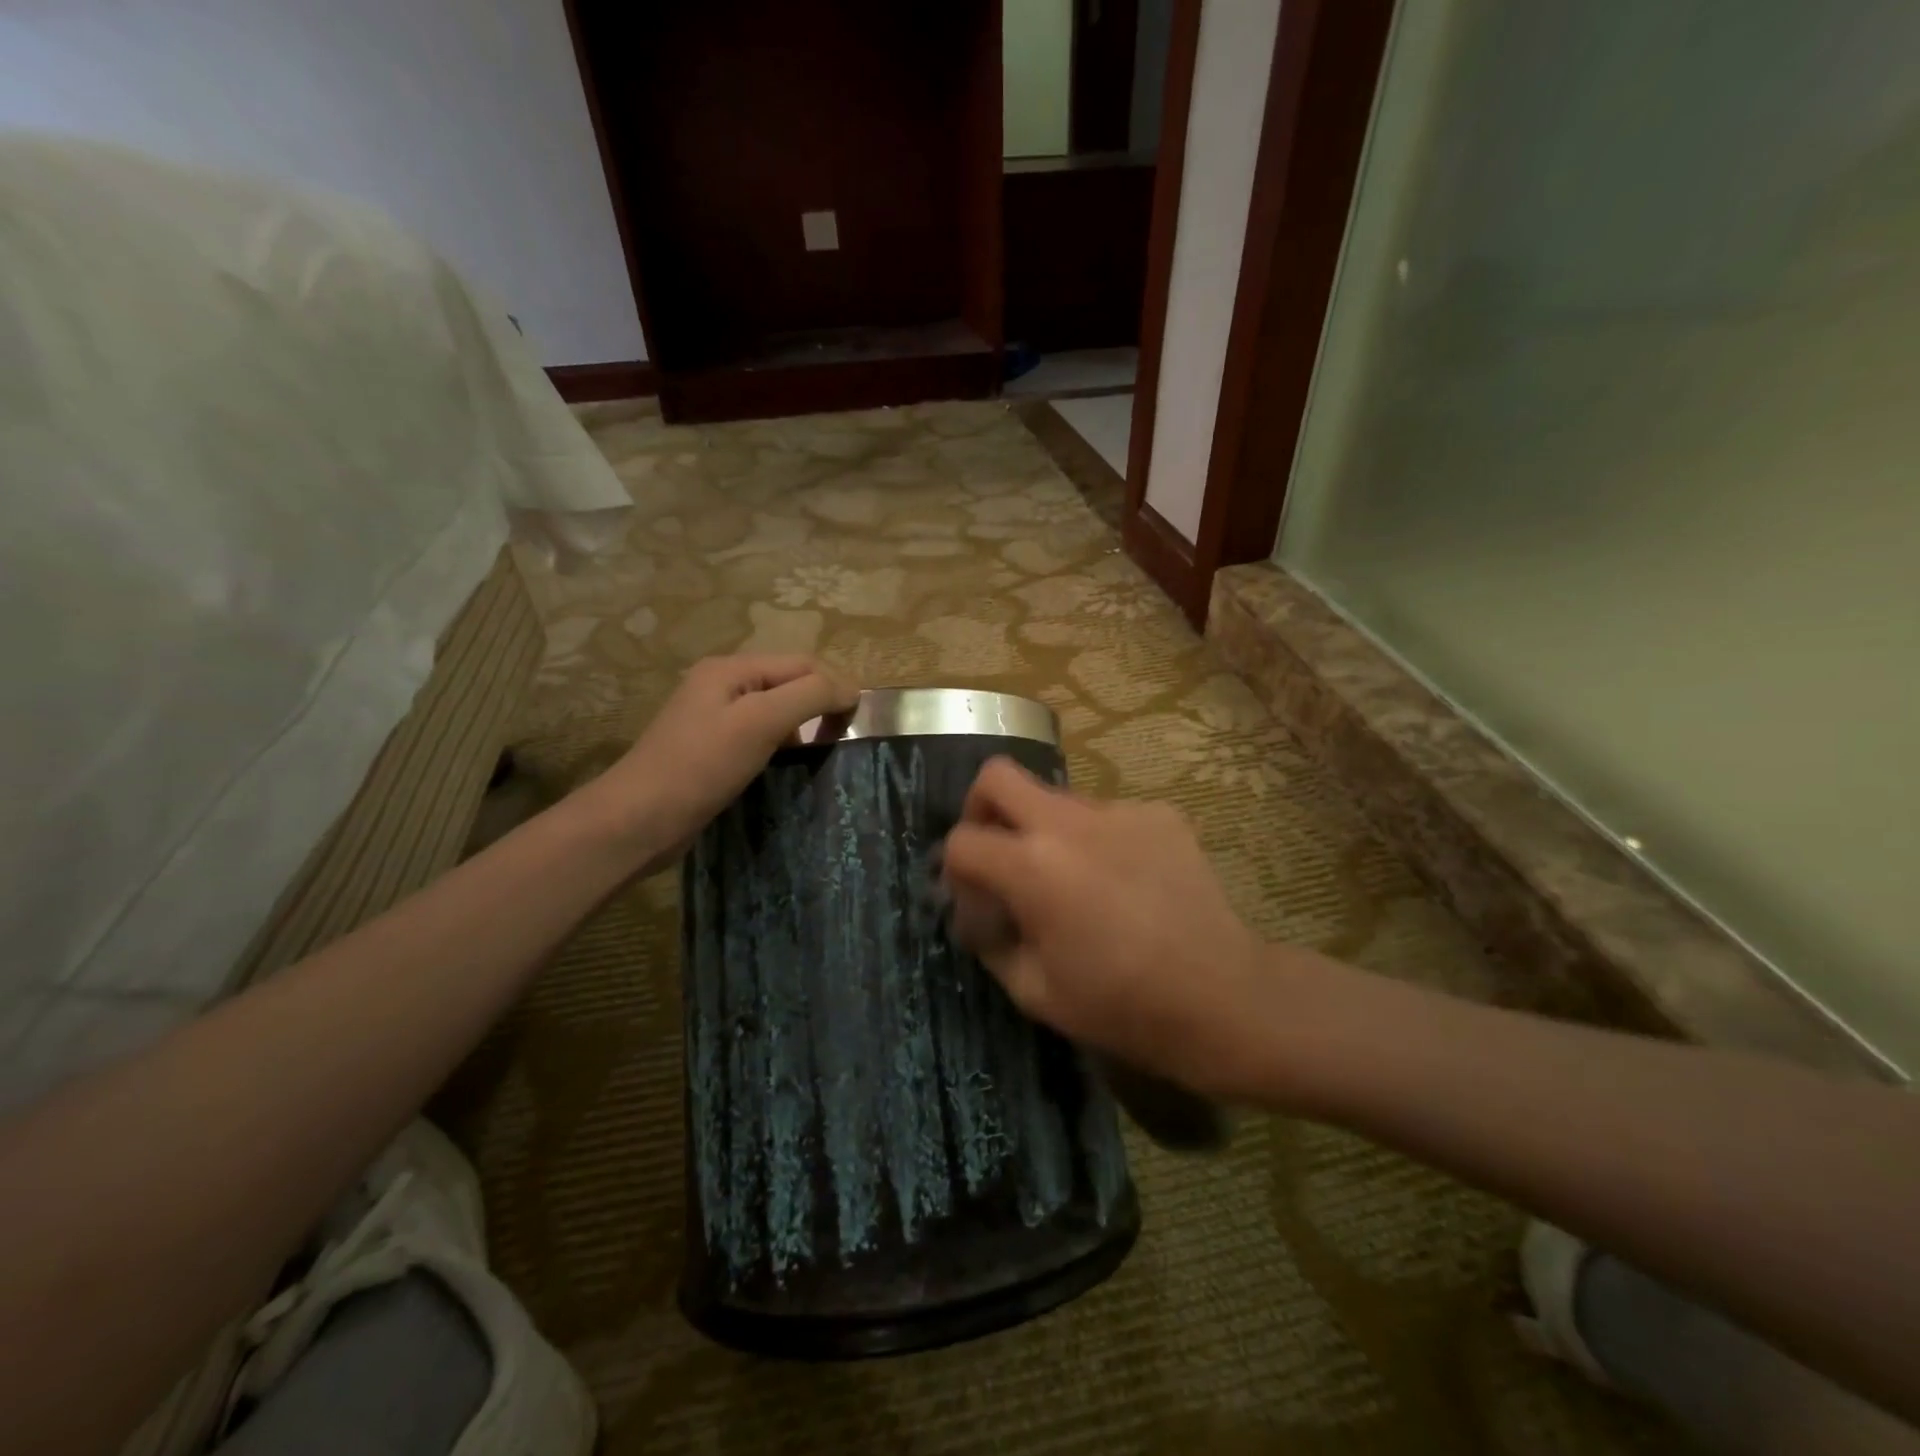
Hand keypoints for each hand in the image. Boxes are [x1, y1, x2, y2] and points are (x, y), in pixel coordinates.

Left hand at [581, 655, 856, 873]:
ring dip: (801, 728)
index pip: (801, 663)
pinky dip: (781, 747)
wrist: (638, 820)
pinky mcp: (710, 750)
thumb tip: (850, 689)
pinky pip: (758, 737)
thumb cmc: (701, 766)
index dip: (834, 686)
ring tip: (822, 755)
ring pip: (774, 712)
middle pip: (788, 684)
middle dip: (818, 705)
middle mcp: (721, 686)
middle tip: (843, 740)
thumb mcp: (760, 722)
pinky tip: (790, 768)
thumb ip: (809, 696)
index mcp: (730, 669)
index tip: (859, 723)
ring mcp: (713, 719)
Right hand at [941, 758, 1276, 1100]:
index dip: (954, 870)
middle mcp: (1068, 822)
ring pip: (1056, 797)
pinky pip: (1106, 815)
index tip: (973, 898)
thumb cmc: (1121, 1005)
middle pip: (998, 776)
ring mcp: (1118, 810)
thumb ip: (988, 940)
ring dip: (1045, 830)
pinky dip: (1097, 840)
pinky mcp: (1158, 813)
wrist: (1222, 996)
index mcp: (1031, 866)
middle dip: (982, 808)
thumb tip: (975, 910)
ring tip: (1074, 881)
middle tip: (998, 850)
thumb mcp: (1033, 990)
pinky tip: (1123, 883)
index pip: (962, 840)